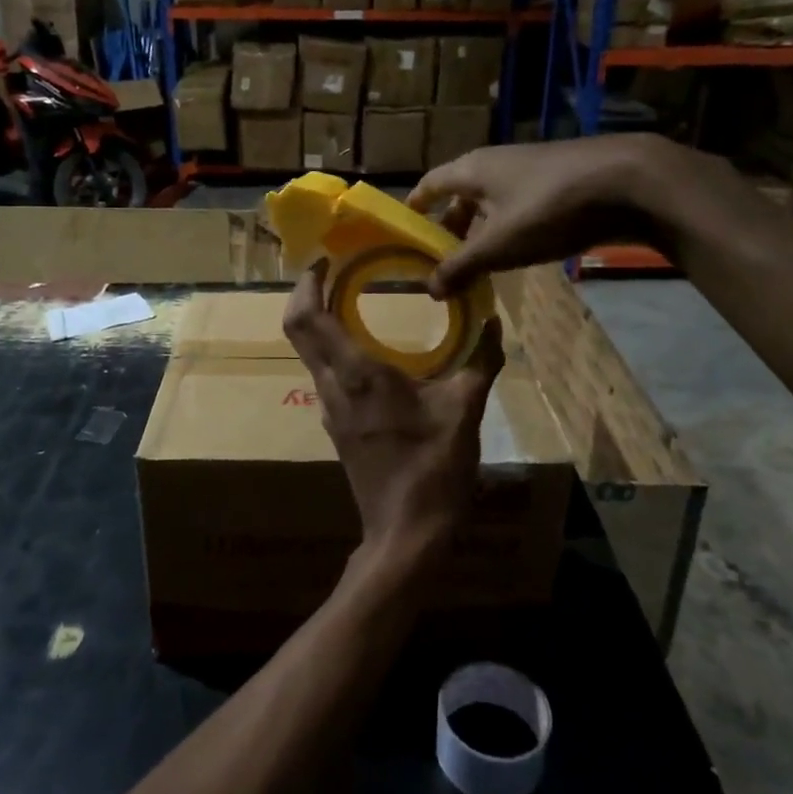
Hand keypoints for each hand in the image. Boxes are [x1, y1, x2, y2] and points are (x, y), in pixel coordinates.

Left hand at [282, 263, 503, 563]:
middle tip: (332, 270)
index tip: (322, 259)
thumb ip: (481, 361)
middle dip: (307, 294)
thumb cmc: (434, 469)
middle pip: (298, 330)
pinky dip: (333, 349)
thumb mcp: (465, 411)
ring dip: (319, 322)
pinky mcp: (337, 428)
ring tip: (348, 299)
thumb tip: (494, 323)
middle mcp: (332, 387)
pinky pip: (324, 375)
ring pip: (309, 354)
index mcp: (358, 374)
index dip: (306, 283)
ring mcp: (330, 410)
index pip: (308, 318)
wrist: (407, 535)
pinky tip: (365, 350)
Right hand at [408, 136, 665, 297]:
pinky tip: (518, 251)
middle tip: (440, 259)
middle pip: (461, 194)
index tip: (403, 228)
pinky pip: (519, 205)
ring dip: (480, 229)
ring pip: (492, 201)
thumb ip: (461, 267)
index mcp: (472, 170)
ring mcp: (530, 170)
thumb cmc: (549, 209)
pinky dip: (509, 227)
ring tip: (476, 262)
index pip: (430, 183)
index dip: (415, 205)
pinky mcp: (559, 181)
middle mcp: (496, 163)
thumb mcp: (498, 246)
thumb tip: (429, 289)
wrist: (629, 182)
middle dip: (449, 225)